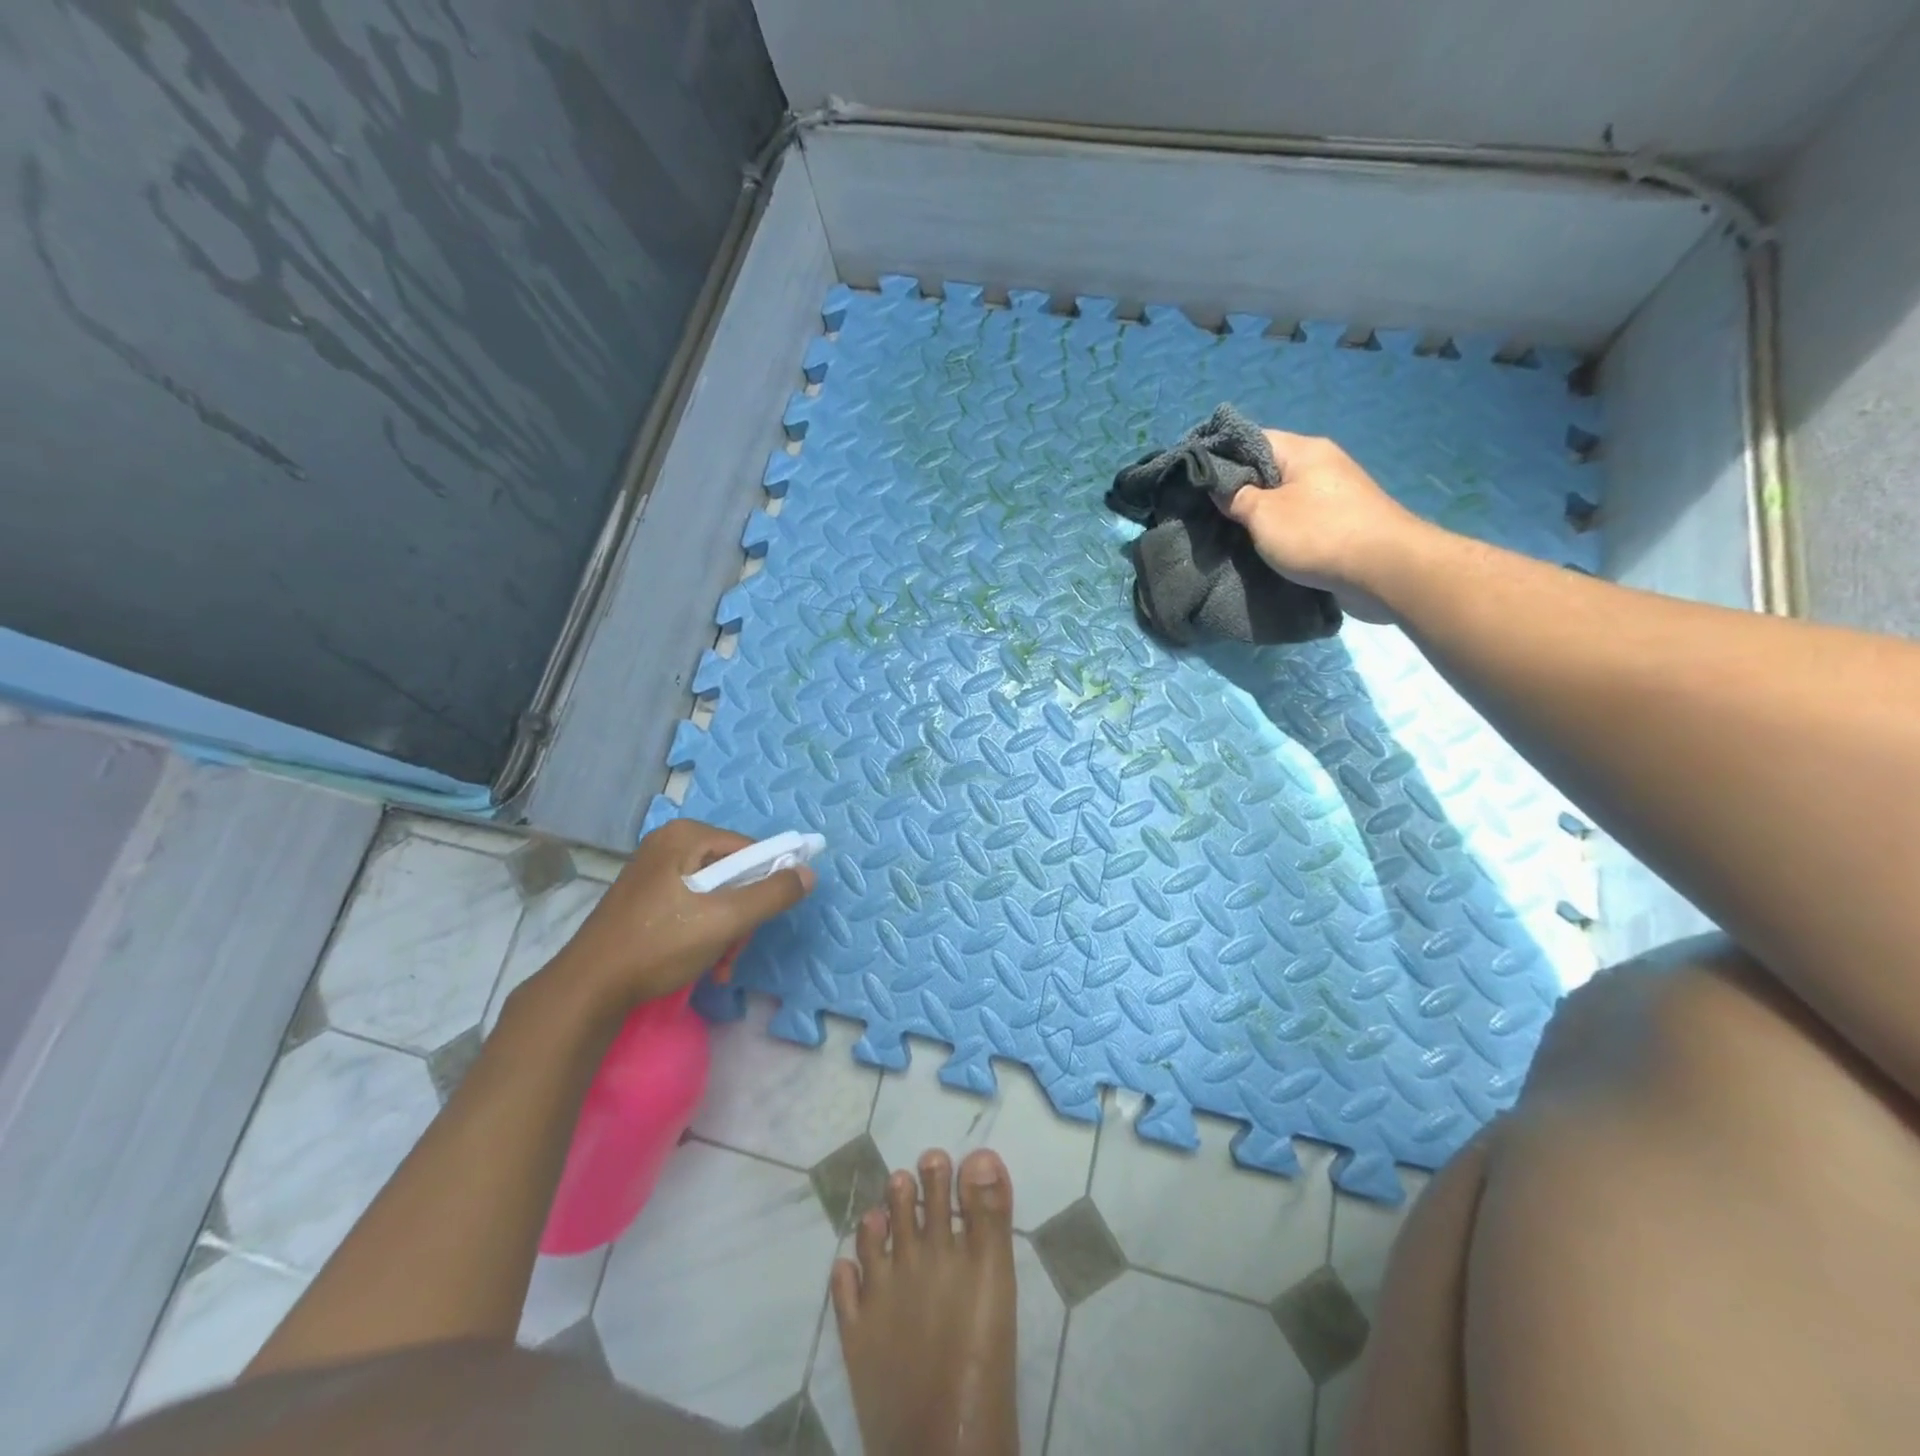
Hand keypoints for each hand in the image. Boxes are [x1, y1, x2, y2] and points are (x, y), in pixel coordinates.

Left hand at [542, 819, 815, 1020]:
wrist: (588, 990)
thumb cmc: (658, 946)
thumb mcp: (725, 920)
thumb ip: (771, 895)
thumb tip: (809, 873)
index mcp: (685, 836)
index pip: (750, 850)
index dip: (765, 884)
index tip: (760, 922)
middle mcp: (669, 844)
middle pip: (733, 873)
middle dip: (742, 916)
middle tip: (735, 951)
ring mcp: (654, 871)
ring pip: (715, 894)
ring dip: (726, 931)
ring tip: (719, 965)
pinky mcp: (645, 898)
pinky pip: (692, 905)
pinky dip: (704, 932)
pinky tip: (703, 964)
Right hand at [1219, 431, 1424, 622]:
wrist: (1384, 570)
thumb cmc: (1318, 533)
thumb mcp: (1264, 515)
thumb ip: (1237, 498)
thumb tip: (1223, 489)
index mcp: (1303, 450)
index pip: (1251, 439)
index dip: (1221, 455)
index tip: (1196, 479)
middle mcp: (1321, 464)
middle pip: (1268, 469)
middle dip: (1239, 488)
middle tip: (1209, 511)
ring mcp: (1335, 493)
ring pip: (1285, 496)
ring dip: (1261, 513)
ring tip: (1231, 532)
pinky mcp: (1343, 521)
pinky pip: (1301, 518)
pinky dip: (1281, 529)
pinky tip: (1264, 545)